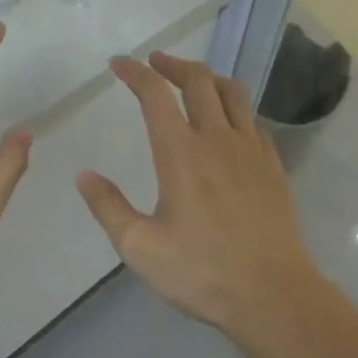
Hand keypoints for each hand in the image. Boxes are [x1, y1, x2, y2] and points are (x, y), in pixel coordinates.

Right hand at [77, 51, 319, 335]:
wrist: (273, 294)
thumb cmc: (202, 272)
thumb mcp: (140, 248)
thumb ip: (109, 208)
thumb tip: (84, 176)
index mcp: (180, 153)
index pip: (155, 95)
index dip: (135, 72)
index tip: (119, 64)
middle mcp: (217, 139)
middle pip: (198, 80)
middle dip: (172, 64)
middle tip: (155, 63)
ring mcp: (251, 149)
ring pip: (233, 92)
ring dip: (208, 77)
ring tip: (193, 80)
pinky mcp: (273, 165)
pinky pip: (253, 120)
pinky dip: (235, 109)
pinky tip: (228, 125)